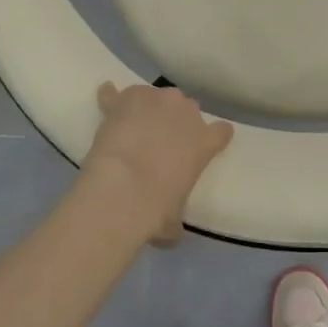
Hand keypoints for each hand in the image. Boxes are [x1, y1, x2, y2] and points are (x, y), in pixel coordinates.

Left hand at [82, 83, 233, 246]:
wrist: (122, 190)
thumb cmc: (157, 208)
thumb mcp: (174, 221)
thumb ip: (176, 219)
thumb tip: (172, 232)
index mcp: (204, 141)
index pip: (221, 131)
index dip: (213, 137)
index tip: (204, 146)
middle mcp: (184, 112)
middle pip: (187, 107)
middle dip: (176, 120)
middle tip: (161, 141)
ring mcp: (154, 100)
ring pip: (154, 95)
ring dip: (147, 107)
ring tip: (133, 125)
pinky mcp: (123, 100)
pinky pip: (116, 94)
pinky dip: (111, 98)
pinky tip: (105, 100)